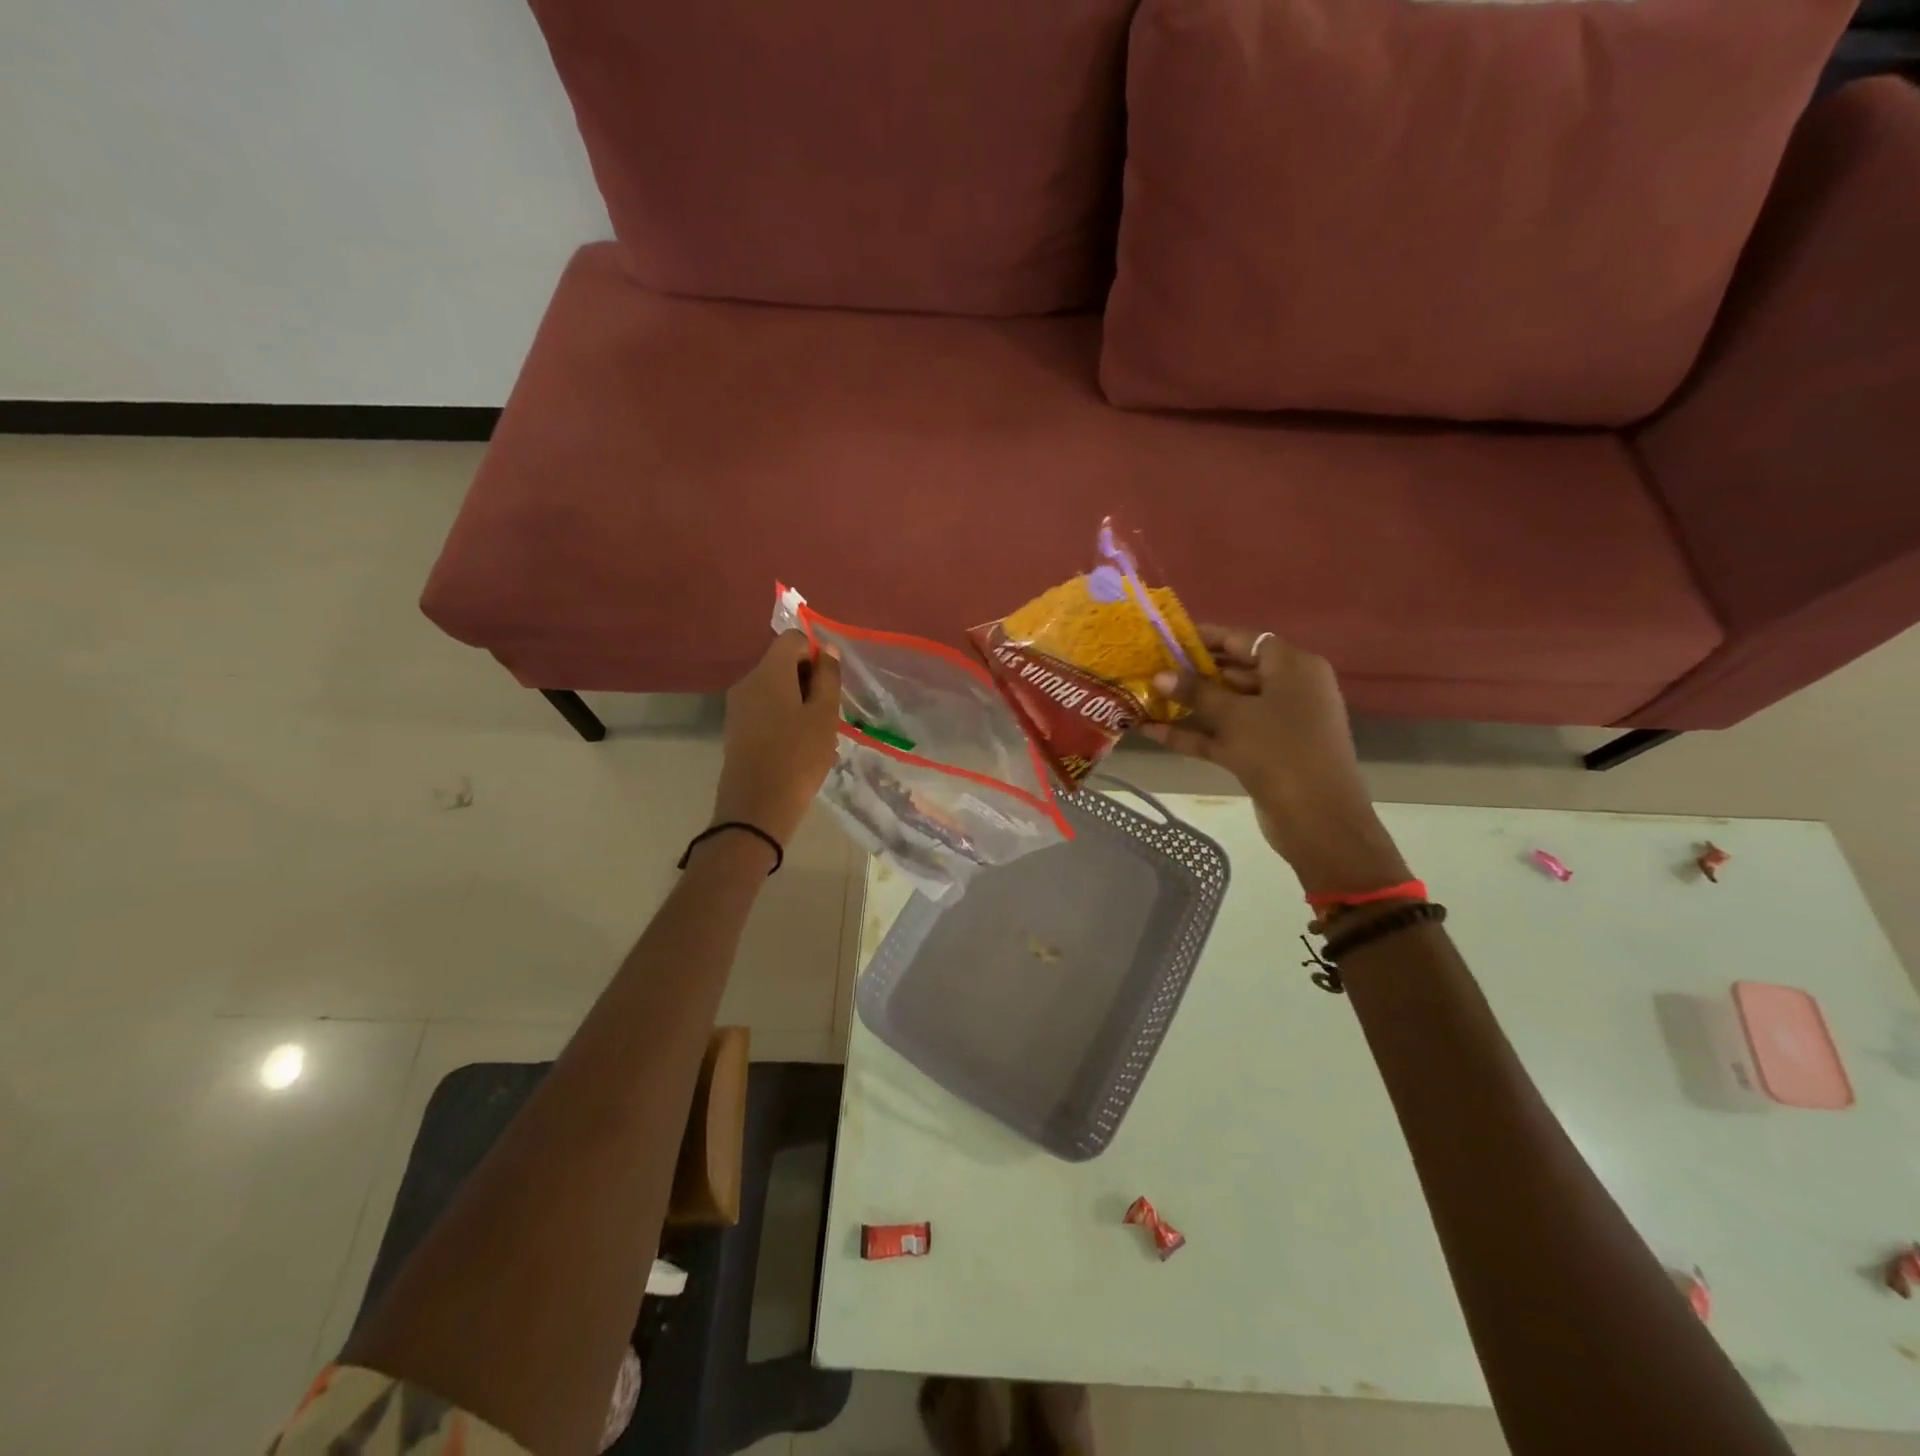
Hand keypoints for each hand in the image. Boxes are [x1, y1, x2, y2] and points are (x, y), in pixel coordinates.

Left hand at [710, 631, 842, 849]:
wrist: (756, 808)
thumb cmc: (798, 757)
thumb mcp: (824, 715)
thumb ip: (828, 677)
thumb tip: (826, 649)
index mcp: (769, 672)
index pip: (793, 640)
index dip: (816, 654)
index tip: (831, 684)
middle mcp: (748, 682)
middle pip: (782, 663)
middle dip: (809, 680)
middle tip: (829, 712)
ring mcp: (738, 706)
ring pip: (775, 689)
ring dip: (799, 702)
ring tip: (817, 734)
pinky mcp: (736, 729)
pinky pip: (765, 709)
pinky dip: (784, 718)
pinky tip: (799, 747)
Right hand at [1137, 626, 1407, 892]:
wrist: (1317, 819)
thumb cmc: (1280, 751)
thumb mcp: (1234, 716)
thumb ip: (1195, 692)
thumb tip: (1159, 675)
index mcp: (1293, 667)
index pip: (1244, 640)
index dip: (1205, 637)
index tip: (1167, 638)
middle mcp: (1288, 689)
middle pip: (1234, 672)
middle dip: (1191, 673)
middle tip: (1148, 668)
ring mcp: (1276, 723)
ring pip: (1227, 706)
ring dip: (1188, 705)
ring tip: (1145, 697)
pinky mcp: (1263, 753)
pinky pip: (1225, 734)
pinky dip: (1195, 733)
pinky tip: (1153, 732)